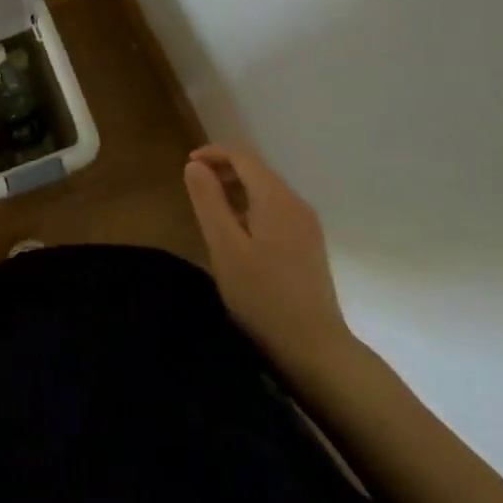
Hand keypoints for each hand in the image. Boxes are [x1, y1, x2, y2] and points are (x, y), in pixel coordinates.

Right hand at [184, 144, 355, 380]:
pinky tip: (237, 234)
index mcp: (276, 198)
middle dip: (224, 171)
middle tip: (195, 189)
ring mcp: (306, 225)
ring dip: (236, 191)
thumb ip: (208, 201)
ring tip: (211, 211)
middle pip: (256, 171)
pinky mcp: (309, 244)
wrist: (315, 348)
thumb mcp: (224, 247)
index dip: (213, 154)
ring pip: (266, 191)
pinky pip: (275, 210)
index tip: (187, 165)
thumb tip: (195, 165)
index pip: (243, 157)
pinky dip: (251, 208)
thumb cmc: (263, 296)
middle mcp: (296, 203)